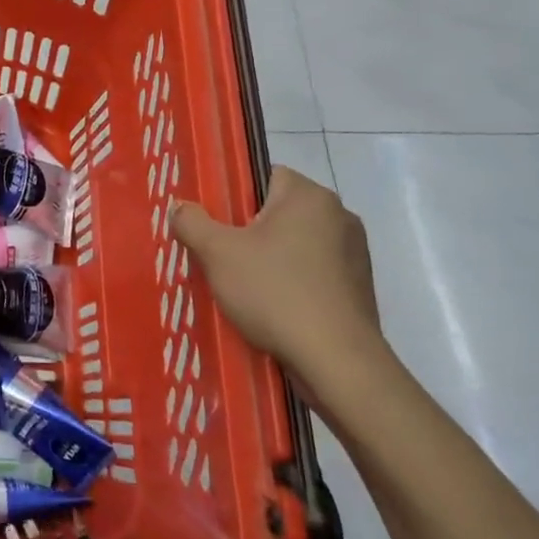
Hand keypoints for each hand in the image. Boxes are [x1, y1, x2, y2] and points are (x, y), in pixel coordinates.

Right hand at [170, 167, 384, 401]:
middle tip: (220, 254)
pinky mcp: (359, 288)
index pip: (264, 176)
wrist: (337, 362)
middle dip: (249, 230)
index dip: (234, 196)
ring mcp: (354, 253)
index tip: (215, 221)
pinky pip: (314, 273)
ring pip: (296, 244)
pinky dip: (293, 283)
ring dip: (271, 258)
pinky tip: (272, 307)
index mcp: (310, 196)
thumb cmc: (275, 293)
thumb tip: (179, 206)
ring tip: (242, 285)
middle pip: (279, 211)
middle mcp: (339, 215)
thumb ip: (192, 222)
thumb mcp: (218, 254)